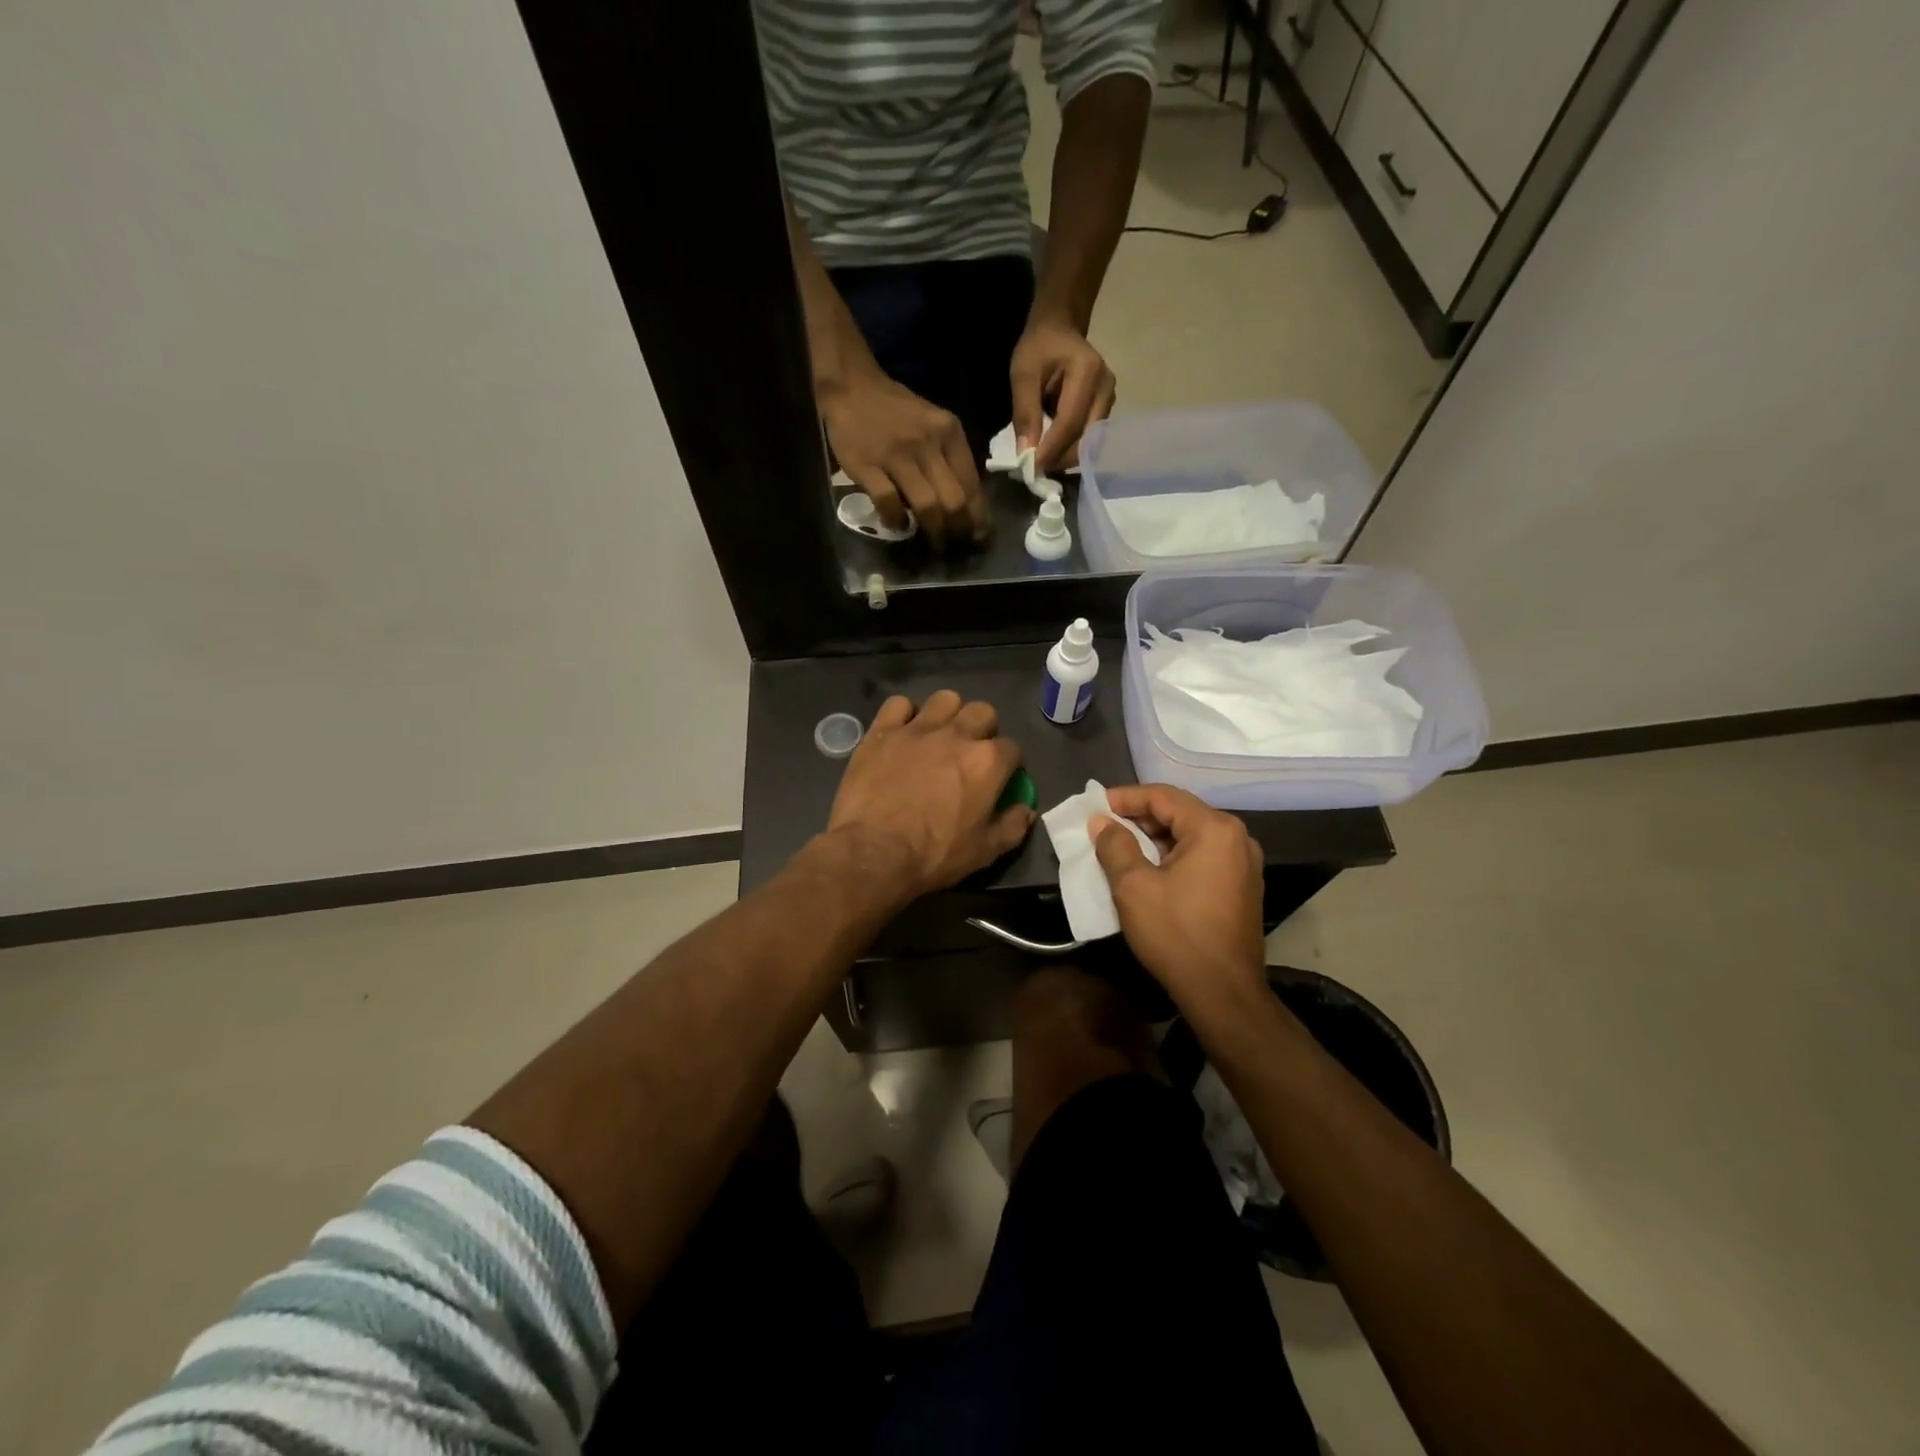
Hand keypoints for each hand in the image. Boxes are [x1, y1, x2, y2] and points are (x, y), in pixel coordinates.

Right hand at [821, 371, 987, 549]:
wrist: (852, 387)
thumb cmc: (896, 411)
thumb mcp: (934, 424)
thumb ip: (949, 458)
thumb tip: (964, 504)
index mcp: (949, 433)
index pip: (972, 484)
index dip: (977, 516)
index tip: (976, 534)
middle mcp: (928, 443)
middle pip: (954, 500)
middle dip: (958, 530)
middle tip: (954, 544)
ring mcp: (897, 455)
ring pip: (927, 505)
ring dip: (933, 532)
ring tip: (933, 544)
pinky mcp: (868, 466)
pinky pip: (889, 503)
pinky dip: (896, 520)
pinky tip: (898, 525)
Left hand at [826, 692, 1034, 901]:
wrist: (873, 853)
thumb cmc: (934, 855)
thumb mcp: (984, 852)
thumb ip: (1012, 827)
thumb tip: (1027, 810)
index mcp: (987, 762)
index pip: (1012, 749)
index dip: (1008, 764)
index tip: (999, 779)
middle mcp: (957, 735)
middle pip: (983, 712)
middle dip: (983, 730)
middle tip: (970, 754)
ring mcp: (918, 729)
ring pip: (945, 699)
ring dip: (948, 715)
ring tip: (939, 737)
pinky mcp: (883, 731)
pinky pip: (899, 704)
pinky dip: (904, 715)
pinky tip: (902, 733)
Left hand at [1010, 314, 1116, 474]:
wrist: (1060, 329)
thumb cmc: (1039, 347)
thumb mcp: (1023, 373)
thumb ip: (1025, 412)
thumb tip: (1025, 454)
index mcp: (1088, 371)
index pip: (1071, 421)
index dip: (1051, 449)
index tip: (1031, 469)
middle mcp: (1106, 387)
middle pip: (1086, 437)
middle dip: (1060, 458)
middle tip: (1034, 471)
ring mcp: (1109, 399)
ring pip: (1090, 443)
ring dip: (1065, 457)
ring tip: (1041, 462)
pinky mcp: (1105, 409)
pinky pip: (1090, 439)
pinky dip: (1070, 450)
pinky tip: (1052, 452)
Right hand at [1092, 784, 1267, 1017]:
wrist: (1223, 993)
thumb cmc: (1176, 933)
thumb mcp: (1133, 886)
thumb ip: (1115, 845)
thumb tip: (1101, 822)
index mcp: (1214, 829)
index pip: (1163, 796)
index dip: (1125, 797)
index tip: (1095, 806)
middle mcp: (1237, 837)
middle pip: (1180, 812)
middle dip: (1139, 817)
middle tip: (1104, 826)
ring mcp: (1244, 863)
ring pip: (1191, 835)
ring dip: (1155, 837)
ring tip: (1120, 846)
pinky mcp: (1243, 886)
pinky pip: (1203, 855)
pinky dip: (1174, 855)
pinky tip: (1149, 868)